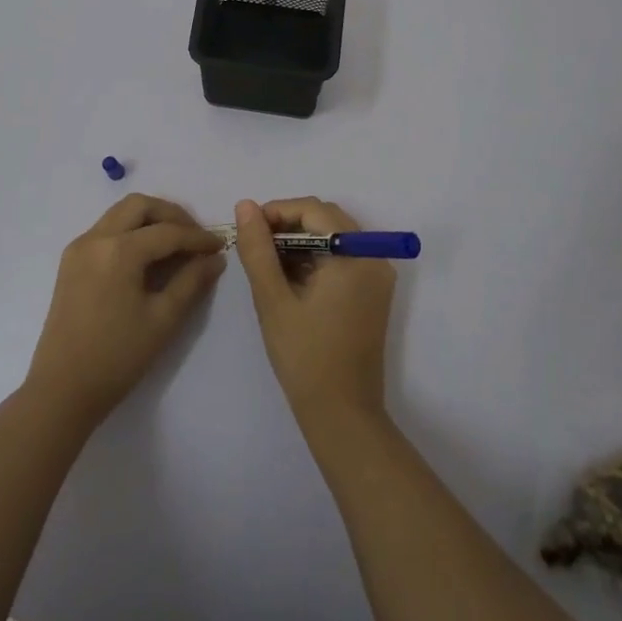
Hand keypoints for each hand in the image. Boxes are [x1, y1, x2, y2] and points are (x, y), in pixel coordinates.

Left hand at [25, 194, 226, 428]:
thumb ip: (192, 282)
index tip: (220, 245)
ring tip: (175, 243)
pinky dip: (130, 231)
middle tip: (194, 237)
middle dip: (171, 215)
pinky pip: (106, 230)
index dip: (198, 237)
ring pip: (120, 213)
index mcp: (119, 251)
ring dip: (149, 219)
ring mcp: (79, 247)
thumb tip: (215, 258)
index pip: (168, 232)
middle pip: (139, 206)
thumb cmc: (117, 357)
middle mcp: (96, 238)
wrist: (62, 389)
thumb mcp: (163, 319)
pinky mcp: (71, 261)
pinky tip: (147, 256)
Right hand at [233, 198, 396, 433]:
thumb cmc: (305, 357)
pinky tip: (289, 279)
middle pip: (327, 219)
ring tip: (268, 264)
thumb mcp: (273, 299)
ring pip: (333, 237)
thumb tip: (245, 205)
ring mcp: (377, 276)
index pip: (314, 210)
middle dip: (288, 225)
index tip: (248, 229)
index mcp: (355, 256)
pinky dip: (315, 259)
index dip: (278, 211)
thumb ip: (257, 249)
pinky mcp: (373, 293)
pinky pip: (342, 258)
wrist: (342, 415)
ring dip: (300, 242)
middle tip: (255, 246)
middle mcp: (374, 258)